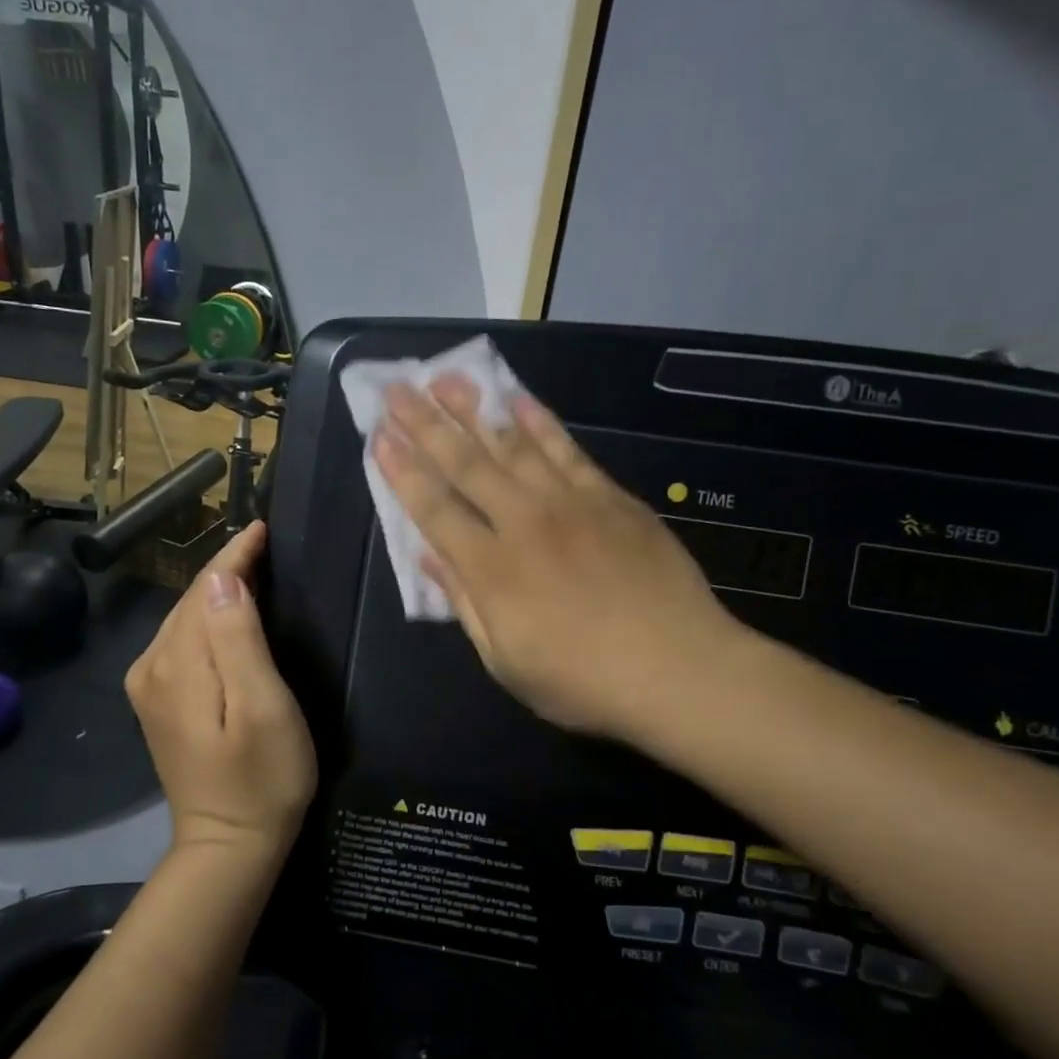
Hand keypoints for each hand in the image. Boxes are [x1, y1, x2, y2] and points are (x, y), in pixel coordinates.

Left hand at [125, 520, 316, 860]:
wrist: (229, 845)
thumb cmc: (262, 778)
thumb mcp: (262, 707)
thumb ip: (239, 639)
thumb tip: (223, 580)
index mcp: (177, 664)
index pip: (206, 590)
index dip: (234, 556)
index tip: (261, 527)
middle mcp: (152, 666)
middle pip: (191, 601)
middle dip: (225, 569)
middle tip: (263, 542)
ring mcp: (149, 686)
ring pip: (185, 619)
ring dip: (216, 593)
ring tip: (252, 568)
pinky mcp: (158, 702)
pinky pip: (182, 643)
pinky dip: (207, 620)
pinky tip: (228, 615)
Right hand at [374, 376, 748, 745]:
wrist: (680, 669)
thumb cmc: (583, 681)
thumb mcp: (506, 661)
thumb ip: (465, 603)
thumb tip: (430, 556)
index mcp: (491, 570)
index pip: (434, 508)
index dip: (403, 471)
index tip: (378, 436)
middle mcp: (524, 523)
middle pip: (466, 464)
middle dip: (426, 423)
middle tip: (398, 387)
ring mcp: (571, 504)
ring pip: (513, 445)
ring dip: (475, 408)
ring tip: (446, 377)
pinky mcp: (611, 498)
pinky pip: (567, 449)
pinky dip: (540, 421)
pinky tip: (517, 398)